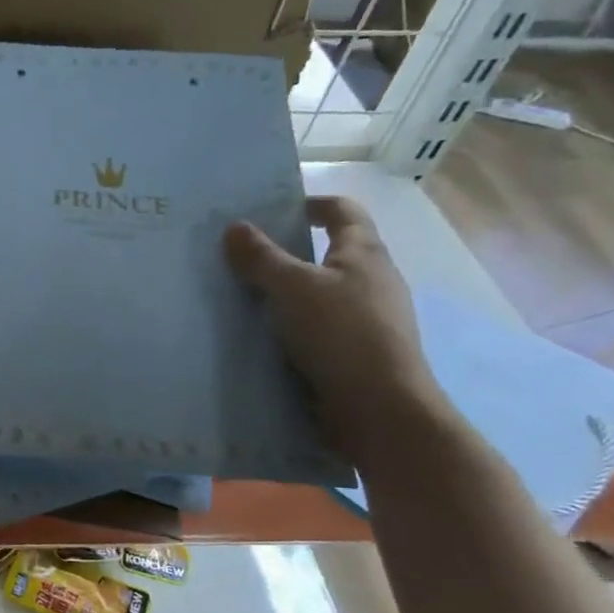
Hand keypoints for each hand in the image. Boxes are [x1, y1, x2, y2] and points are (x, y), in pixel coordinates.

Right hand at [223, 196, 446, 459]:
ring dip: (283, 292)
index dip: (309, 203)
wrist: (378, 409)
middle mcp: (370, 281)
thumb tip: (234, 227)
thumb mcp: (292, 287)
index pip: (341, 211)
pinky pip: (314, 327)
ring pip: (318, 293)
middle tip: (239, 255)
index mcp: (363, 253)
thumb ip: (261, 257)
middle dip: (286, 251)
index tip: (271, 209)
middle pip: (327, 252)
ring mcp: (364, 319)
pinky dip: (288, 325)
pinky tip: (258, 336)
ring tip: (239, 297)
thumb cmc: (341, 333)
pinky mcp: (352, 353)